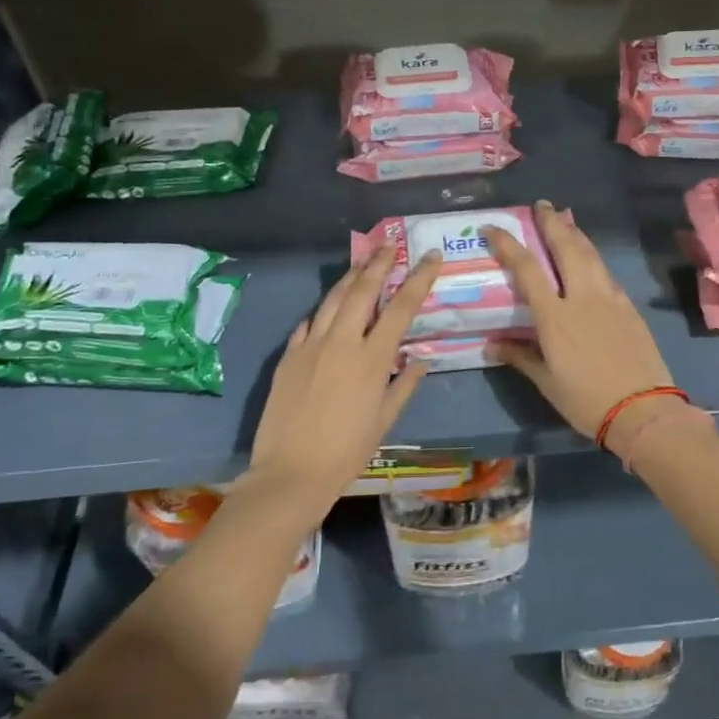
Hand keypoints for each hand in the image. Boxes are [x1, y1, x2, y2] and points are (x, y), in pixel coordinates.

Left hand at [247, 249, 443, 510]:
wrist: (290, 473)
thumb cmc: (346, 452)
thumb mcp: (384, 420)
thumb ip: (403, 385)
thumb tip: (420, 359)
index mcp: (371, 359)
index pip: (400, 308)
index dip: (418, 279)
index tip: (431, 257)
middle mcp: (341, 343)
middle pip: (362, 291)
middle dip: (378, 263)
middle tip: (389, 245)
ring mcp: (310, 346)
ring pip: (331, 299)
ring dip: (349, 277)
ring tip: (362, 262)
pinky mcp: (288, 356)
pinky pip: (308, 323)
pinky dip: (322, 311)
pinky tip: (327, 309)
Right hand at [484, 201, 676, 442]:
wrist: (643, 410)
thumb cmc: (587, 400)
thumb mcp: (547, 382)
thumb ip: (520, 357)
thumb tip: (491, 346)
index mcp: (555, 316)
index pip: (526, 269)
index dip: (508, 244)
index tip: (493, 227)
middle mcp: (582, 297)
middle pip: (565, 248)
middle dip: (551, 223)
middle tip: (542, 204)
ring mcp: (609, 298)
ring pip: (590, 255)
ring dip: (575, 233)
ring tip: (566, 219)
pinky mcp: (628, 306)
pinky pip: (606, 272)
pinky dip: (593, 256)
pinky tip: (590, 257)